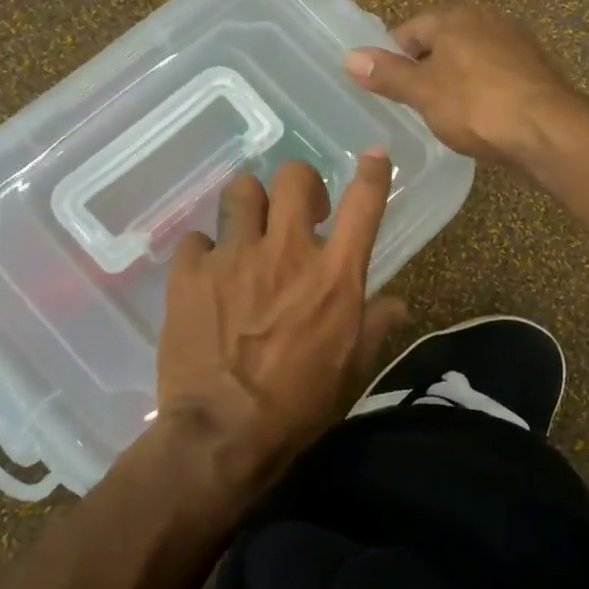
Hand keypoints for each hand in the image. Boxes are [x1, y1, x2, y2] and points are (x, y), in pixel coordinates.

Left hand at [155, 153, 406, 495]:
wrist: (223, 433)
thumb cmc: (299, 403)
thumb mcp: (352, 367)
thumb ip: (376, 324)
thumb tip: (398, 303)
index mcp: (335, 274)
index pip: (364, 203)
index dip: (374, 171)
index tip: (375, 155)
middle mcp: (287, 251)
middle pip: (294, 176)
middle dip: (300, 183)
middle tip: (297, 210)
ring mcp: (235, 257)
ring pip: (241, 191)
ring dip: (249, 205)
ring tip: (247, 231)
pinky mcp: (190, 272)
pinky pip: (197, 238)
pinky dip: (205, 252)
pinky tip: (207, 277)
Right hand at [346, 5, 588, 176]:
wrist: (549, 131)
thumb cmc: (476, 106)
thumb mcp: (423, 92)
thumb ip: (387, 73)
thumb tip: (350, 56)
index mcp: (455, 16)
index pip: (410, 29)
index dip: (393, 57)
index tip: (388, 88)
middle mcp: (487, 19)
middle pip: (442, 41)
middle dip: (426, 68)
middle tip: (415, 104)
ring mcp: (516, 43)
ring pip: (471, 58)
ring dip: (456, 80)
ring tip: (446, 114)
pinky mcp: (536, 69)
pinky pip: (496, 75)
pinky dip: (483, 91)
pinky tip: (481, 117)